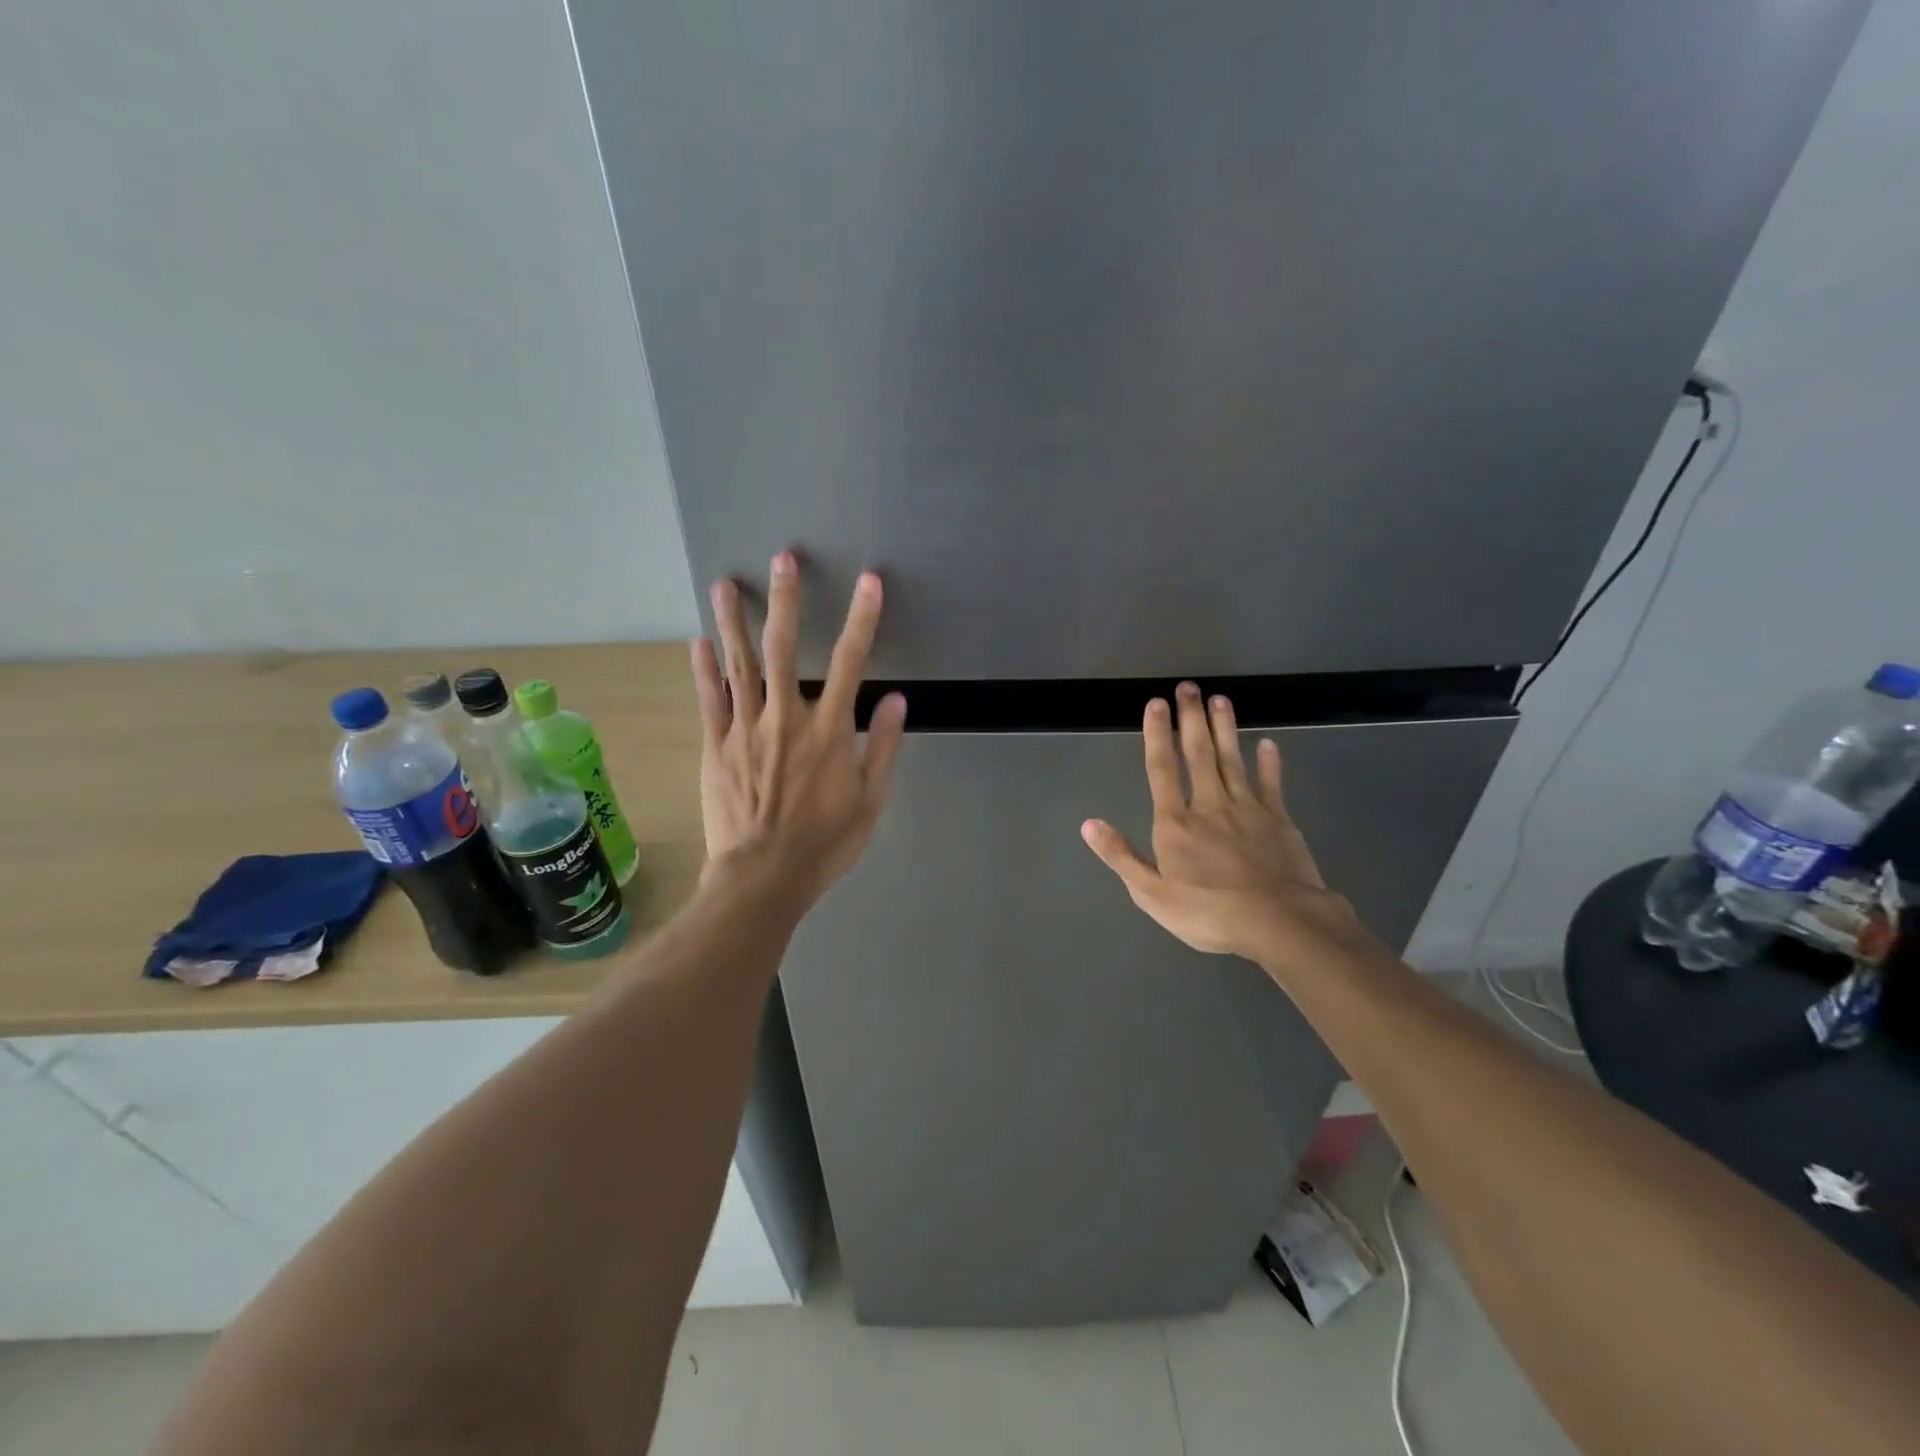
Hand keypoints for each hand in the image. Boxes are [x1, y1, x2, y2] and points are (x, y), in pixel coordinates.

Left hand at [690, 552, 907, 907]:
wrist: (763, 877)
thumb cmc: (825, 843)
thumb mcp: (871, 801)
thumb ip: (885, 747)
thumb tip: (899, 699)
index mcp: (830, 731)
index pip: (851, 662)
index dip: (862, 619)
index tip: (869, 581)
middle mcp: (786, 719)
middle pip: (786, 649)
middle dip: (786, 600)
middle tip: (783, 559)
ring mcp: (744, 731)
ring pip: (739, 665)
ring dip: (733, 621)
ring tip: (724, 583)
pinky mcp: (715, 747)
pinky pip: (709, 700)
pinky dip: (703, 669)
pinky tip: (697, 641)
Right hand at [1081, 683, 1367, 969]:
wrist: (1279, 924)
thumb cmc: (1209, 914)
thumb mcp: (1151, 895)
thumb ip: (1121, 856)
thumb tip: (1089, 824)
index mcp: (1176, 824)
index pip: (1162, 769)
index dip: (1157, 735)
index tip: (1156, 703)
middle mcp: (1209, 806)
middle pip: (1198, 754)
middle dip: (1191, 719)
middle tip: (1189, 687)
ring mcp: (1248, 810)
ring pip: (1232, 760)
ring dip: (1225, 729)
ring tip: (1220, 699)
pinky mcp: (1279, 820)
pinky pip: (1271, 784)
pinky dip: (1269, 763)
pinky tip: (1267, 744)